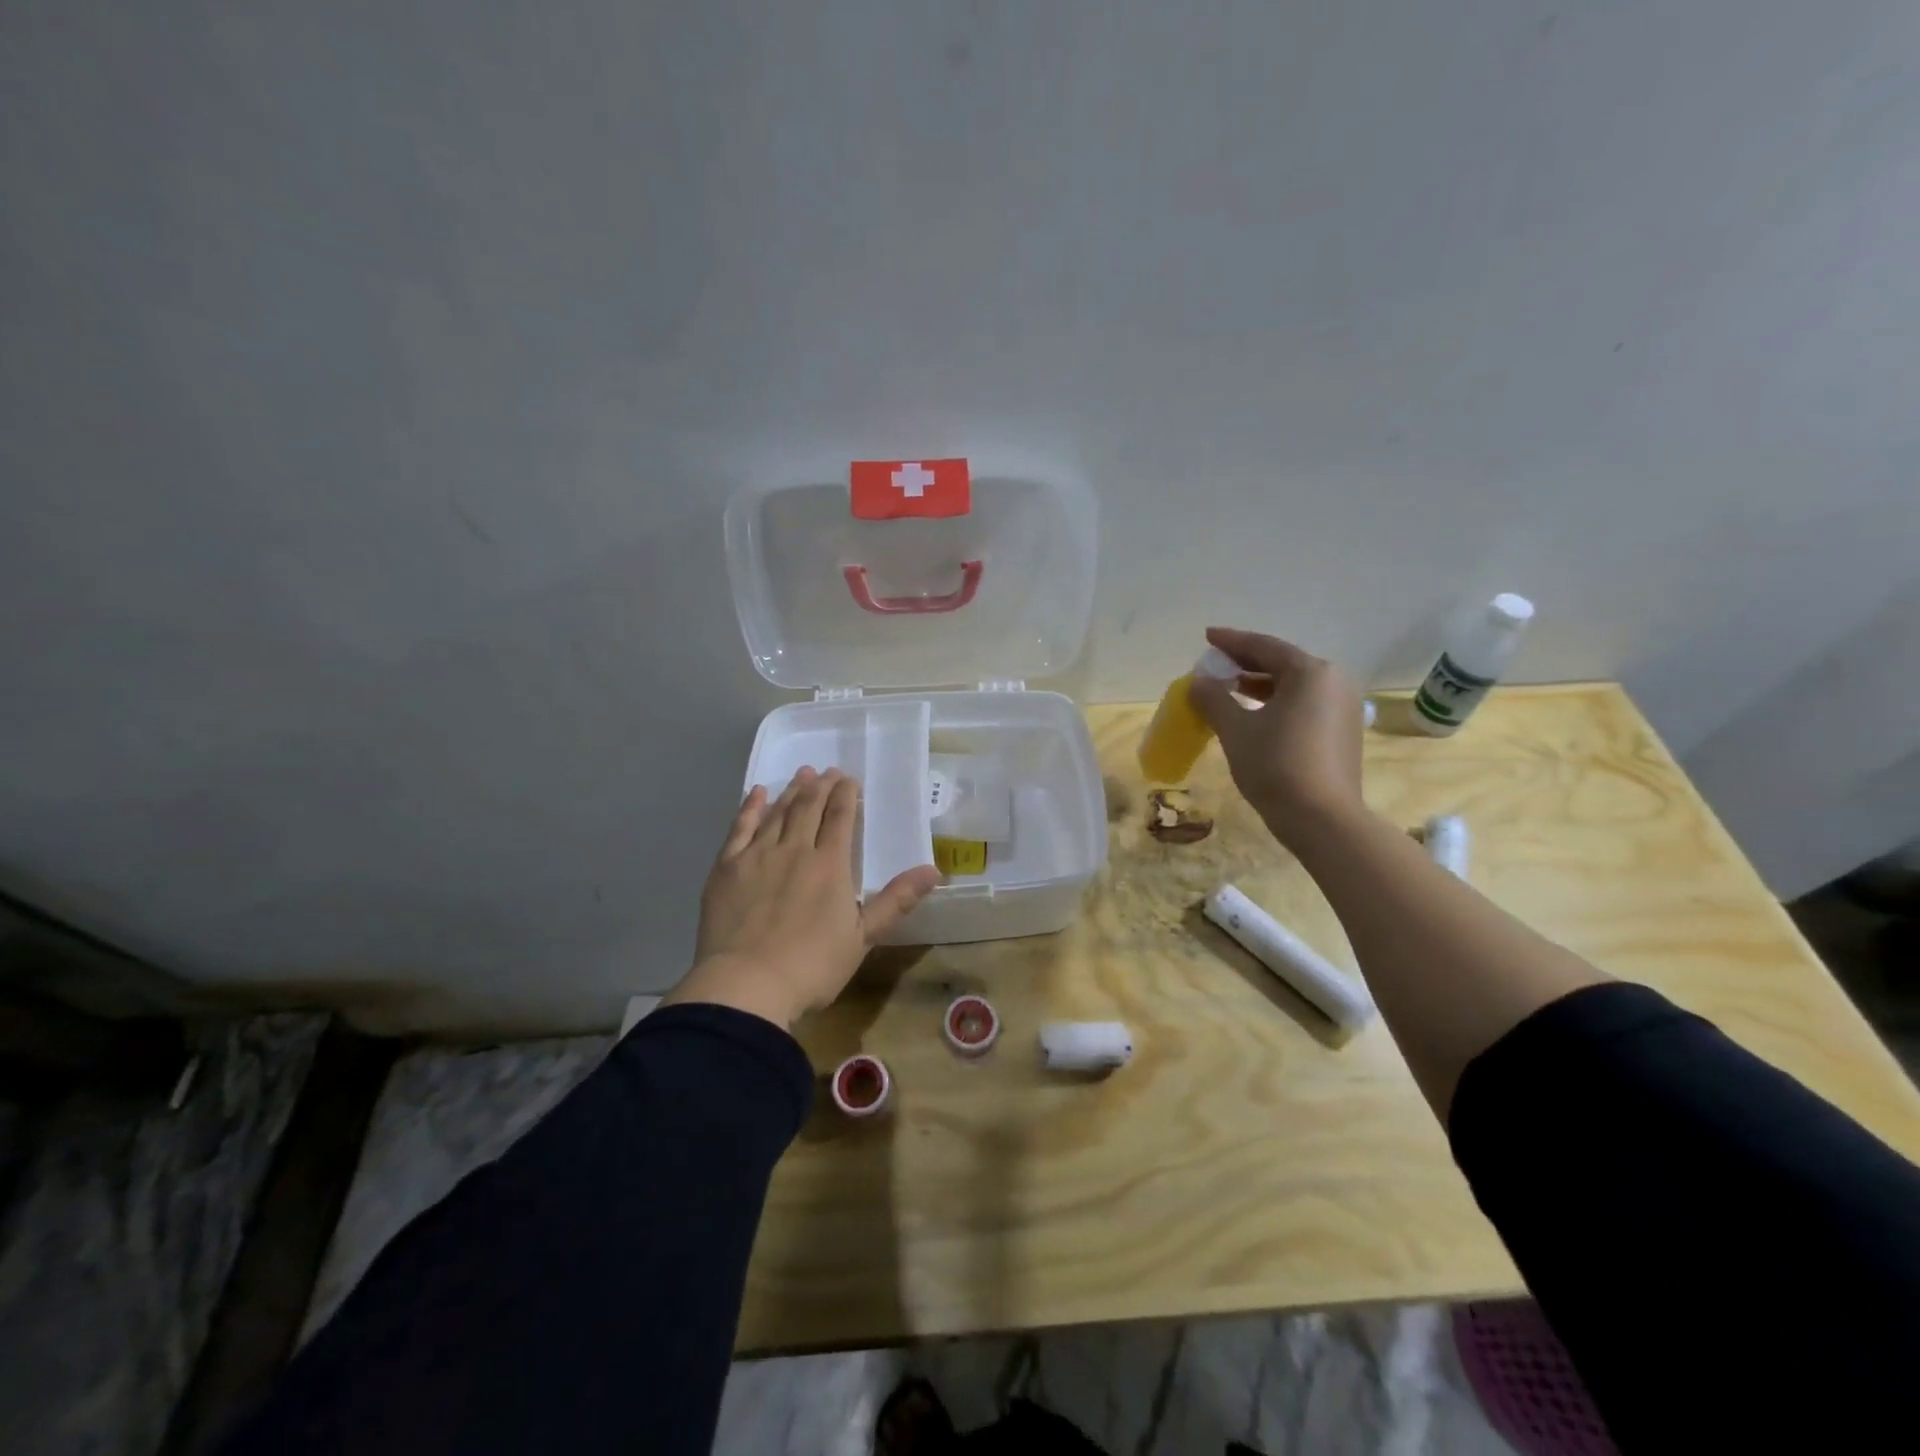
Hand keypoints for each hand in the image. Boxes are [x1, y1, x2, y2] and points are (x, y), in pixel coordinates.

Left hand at [661, 768, 941, 1029]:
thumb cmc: (811, 967)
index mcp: (830, 865)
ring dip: (792, 791)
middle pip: (810, 808)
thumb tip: (934, 870)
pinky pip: (741, 828)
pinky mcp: (727, 867)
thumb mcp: (862, 937)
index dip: (847, 795)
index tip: (850, 779)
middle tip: (828, 771)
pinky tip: (757, 793)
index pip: (841, 818)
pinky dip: (751, 807)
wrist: (746, 985)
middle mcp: (795, 849)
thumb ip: (896, 900)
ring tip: (802, 774)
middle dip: (821, 787)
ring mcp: (758, 855)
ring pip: (778, 813)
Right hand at [1189, 627, 1366, 848]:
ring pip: (1294, 686)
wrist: (1322, 819)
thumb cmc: (1276, 765)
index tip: (1207, 637)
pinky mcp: (1343, 732)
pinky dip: (1277, 703)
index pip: (1264, 646)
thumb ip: (1213, 699)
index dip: (1231, 641)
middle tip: (1215, 665)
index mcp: (1311, 672)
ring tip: (1229, 689)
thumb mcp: (1235, 729)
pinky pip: (1304, 704)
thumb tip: (1198, 682)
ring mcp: (1343, 708)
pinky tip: (1254, 714)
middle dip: (1246, 663)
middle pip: (1283, 663)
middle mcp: (1334, 682)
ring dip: (1260, 684)